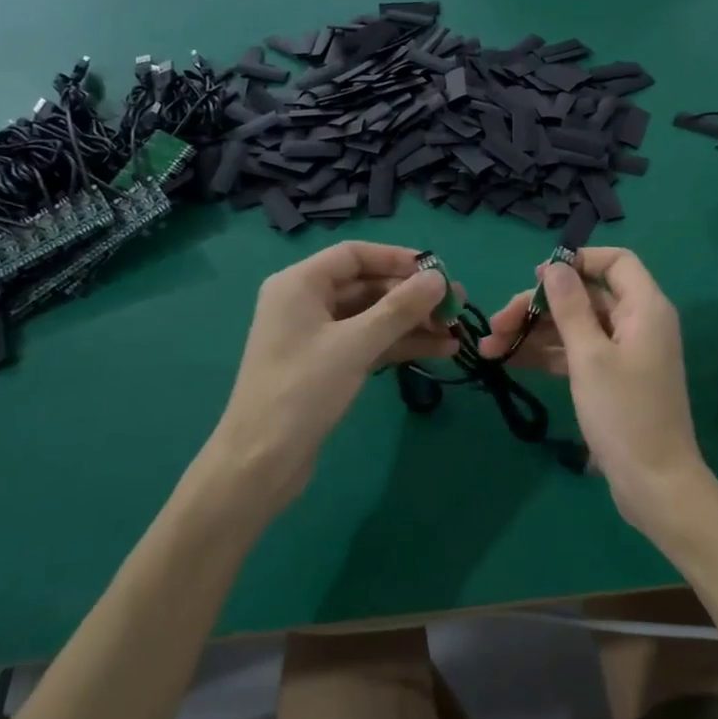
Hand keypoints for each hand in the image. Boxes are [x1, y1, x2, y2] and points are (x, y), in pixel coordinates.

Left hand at [201, 242, 456, 513]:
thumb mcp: (355, 344)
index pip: (355, 255)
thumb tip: (438, 279)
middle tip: (456, 306)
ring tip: (455, 331)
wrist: (261, 462)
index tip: (438, 272)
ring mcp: (317, 336)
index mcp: (300, 284)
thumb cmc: (302, 390)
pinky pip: (369, 342)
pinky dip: (400, 344)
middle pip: (367, 285)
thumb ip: (400, 308)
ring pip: (373, 317)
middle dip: (412, 296)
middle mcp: (306, 302)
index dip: (398, 259)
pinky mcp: (327, 365)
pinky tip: (439, 350)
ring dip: (413, 323)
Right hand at [481, 248, 713, 539]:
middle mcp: (638, 323)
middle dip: (538, 306)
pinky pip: (578, 353)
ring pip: (576, 327)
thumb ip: (570, 307)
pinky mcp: (612, 379)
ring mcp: (625, 353)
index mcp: (645, 308)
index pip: (616, 262)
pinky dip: (548, 355)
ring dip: (534, 333)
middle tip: (494, 325)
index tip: (536, 278)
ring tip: (489, 348)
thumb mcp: (590, 356)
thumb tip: (554, 266)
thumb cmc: (624, 414)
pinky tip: (511, 361)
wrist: (654, 484)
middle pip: (586, 296)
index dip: (577, 262)